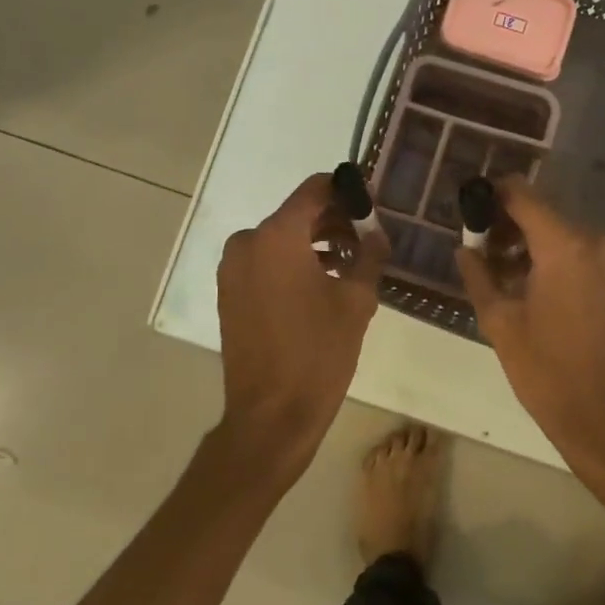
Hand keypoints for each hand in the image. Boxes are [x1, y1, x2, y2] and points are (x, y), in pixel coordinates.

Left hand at [216, 173, 389, 484]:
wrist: (271, 415)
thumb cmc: (318, 352)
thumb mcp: (356, 301)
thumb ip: (369, 256)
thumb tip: (376, 234)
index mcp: (277, 235)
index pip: (315, 189)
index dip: (345, 192)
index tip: (371, 207)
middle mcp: (248, 242)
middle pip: (297, 214)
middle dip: (333, 222)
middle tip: (366, 241)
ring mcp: (233, 269)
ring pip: (281, 239)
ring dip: (314, 244)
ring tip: (349, 266)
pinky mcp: (229, 293)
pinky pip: (265, 261)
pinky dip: (292, 263)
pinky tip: (322, 284)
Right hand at [456, 179, 604, 481]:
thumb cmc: (548, 371)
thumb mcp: (500, 322)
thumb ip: (478, 275)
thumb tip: (465, 249)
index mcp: (564, 245)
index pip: (521, 194)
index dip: (491, 196)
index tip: (468, 213)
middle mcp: (593, 241)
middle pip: (540, 213)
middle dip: (506, 226)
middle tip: (477, 252)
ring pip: (558, 234)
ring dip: (526, 245)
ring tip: (498, 276)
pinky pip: (577, 254)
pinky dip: (550, 259)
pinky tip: (528, 288)